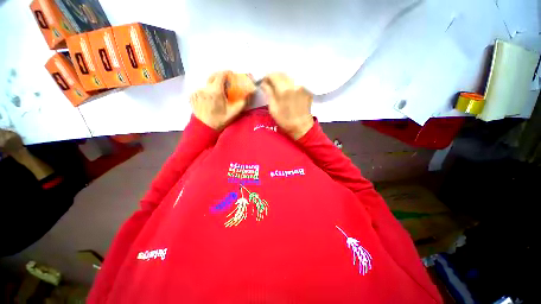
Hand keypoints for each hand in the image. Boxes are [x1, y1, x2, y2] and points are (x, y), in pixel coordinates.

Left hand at [190, 71, 247, 129]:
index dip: (227, 73)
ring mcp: (197, 91)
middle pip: (213, 76)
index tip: (231, 75)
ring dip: (214, 86)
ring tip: (218, 95)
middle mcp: (205, 88)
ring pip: (207, 84)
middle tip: (226, 83)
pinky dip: (207, 92)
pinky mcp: (192, 96)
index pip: (221, 74)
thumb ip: (242, 102)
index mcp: (215, 91)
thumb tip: (248, 94)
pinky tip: (210, 100)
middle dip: (220, 77)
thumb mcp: (233, 113)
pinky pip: (202, 90)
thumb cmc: (220, 120)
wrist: (205, 128)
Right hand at [261, 73, 313, 139]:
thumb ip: (268, 93)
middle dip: (275, 76)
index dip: (267, 76)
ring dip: (282, 78)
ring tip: (278, 86)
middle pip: (282, 73)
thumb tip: (264, 83)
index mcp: (284, 90)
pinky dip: (290, 82)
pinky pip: (296, 80)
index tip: (264, 81)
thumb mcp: (273, 109)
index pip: (273, 75)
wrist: (302, 126)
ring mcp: (302, 85)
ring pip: (290, 76)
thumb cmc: (285, 120)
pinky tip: (288, 89)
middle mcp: (294, 84)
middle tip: (270, 83)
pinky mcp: (307, 88)